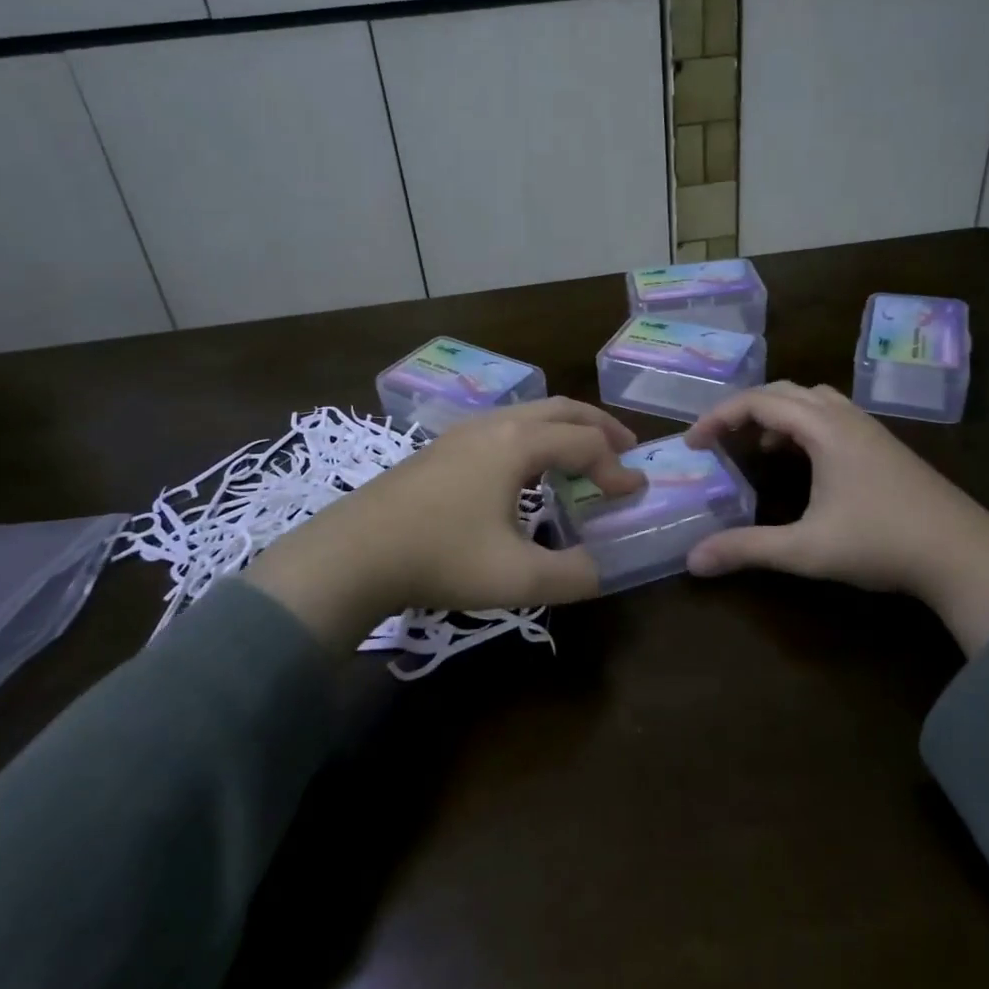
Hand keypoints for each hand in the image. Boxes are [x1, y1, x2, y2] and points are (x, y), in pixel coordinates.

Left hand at [248, 399, 644, 650]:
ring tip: (584, 459)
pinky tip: (530, 472)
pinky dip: (537, 438)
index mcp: (517, 444)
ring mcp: (465, 431)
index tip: (634, 496)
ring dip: (566, 430)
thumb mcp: (516, 578)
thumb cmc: (440, 557)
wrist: (354, 552)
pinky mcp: (444, 447)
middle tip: (627, 450)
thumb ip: (573, 575)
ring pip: (531, 414)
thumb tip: (603, 569)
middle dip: (601, 427)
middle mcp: (495, 424)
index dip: (616, 468)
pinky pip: (507, 427)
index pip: (585, 443)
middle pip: (562, 410)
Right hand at [683, 383, 988, 653]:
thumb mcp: (807, 549)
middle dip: (745, 410)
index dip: (719, 417)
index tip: (693, 443)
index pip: (758, 402)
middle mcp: (845, 417)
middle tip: (720, 440)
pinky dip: (804, 426)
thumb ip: (747, 549)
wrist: (966, 555)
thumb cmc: (882, 543)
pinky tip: (805, 462)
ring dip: (778, 414)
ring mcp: (870, 430)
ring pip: (812, 401)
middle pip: (784, 392)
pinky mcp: (885, 446)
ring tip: (759, 446)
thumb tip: (693, 560)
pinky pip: (832, 416)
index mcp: (823, 428)